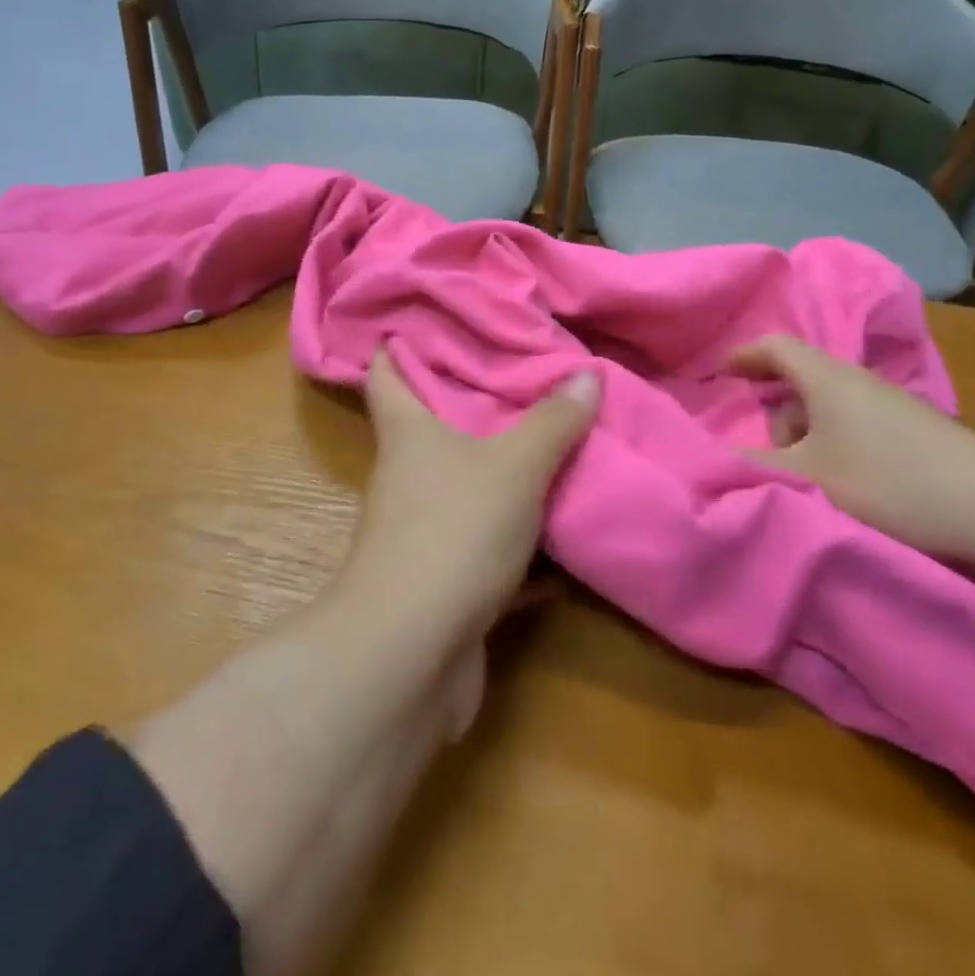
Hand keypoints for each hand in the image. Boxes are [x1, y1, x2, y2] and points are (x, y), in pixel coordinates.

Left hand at [344, 351, 598, 647]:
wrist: (412, 654)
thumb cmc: (453, 531)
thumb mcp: (515, 467)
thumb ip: (553, 422)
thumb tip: (587, 374)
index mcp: (408, 434)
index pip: (387, 374)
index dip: (398, 346)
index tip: (424, 322)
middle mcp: (407, 477)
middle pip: (430, 428)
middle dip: (470, 404)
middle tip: (521, 376)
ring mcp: (422, 532)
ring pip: (465, 488)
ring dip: (501, 473)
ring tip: (550, 441)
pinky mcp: (444, 581)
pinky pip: (488, 546)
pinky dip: (521, 540)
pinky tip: (563, 532)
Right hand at [729, 336, 974, 558]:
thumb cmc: (891, 484)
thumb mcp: (809, 480)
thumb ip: (755, 468)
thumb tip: (714, 458)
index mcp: (826, 378)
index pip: (774, 347)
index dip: (742, 356)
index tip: (716, 375)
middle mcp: (858, 382)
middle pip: (800, 384)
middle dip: (776, 418)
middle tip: (771, 460)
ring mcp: (891, 407)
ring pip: (828, 412)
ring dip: (807, 441)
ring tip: (812, 486)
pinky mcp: (915, 434)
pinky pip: (855, 429)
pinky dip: (836, 451)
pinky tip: (848, 490)